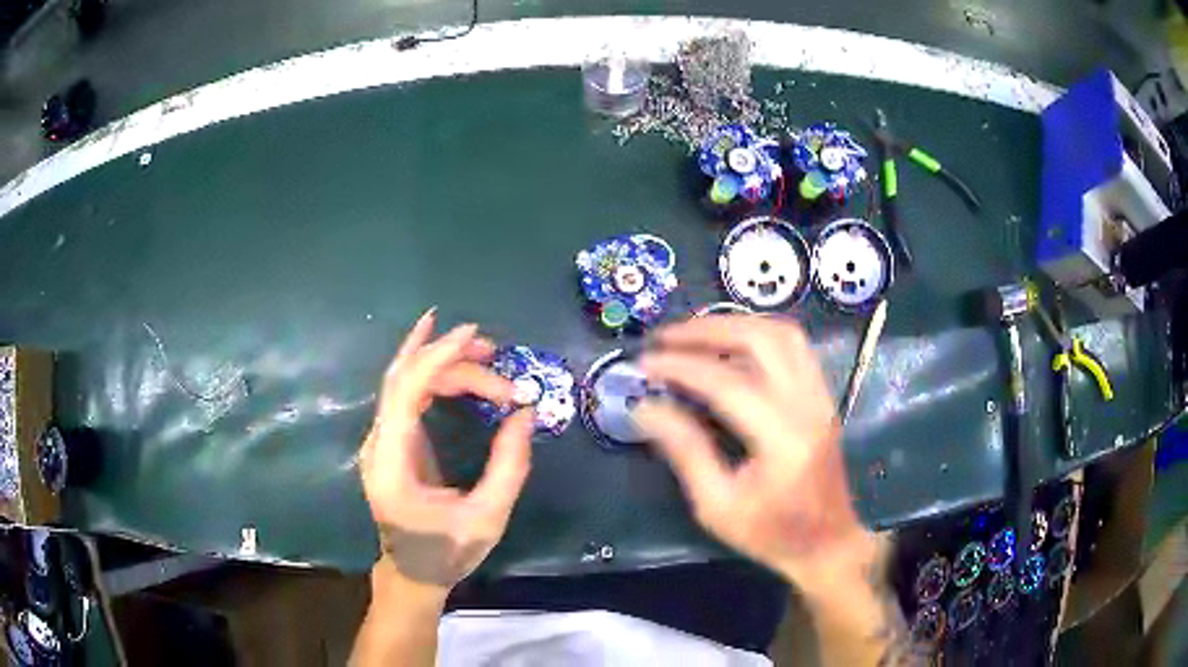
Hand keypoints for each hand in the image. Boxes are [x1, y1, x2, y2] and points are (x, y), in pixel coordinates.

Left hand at [359, 308, 533, 592]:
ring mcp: (380, 441)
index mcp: (391, 465)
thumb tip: (526, 413)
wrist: (412, 573)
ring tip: (485, 354)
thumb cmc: (447, 552)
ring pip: (403, 381)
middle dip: (450, 360)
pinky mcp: (392, 441)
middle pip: (405, 380)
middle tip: (497, 358)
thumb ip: (509, 466)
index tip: (472, 337)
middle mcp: (377, 445)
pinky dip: (430, 370)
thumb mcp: (488, 518)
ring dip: (442, 361)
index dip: (436, 357)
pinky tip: (448, 354)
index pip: (405, 392)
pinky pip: (406, 393)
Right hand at [635, 315, 876, 598]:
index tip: (645, 363)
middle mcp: (808, 406)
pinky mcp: (823, 396)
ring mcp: (821, 396)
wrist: (828, 544)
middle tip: (666, 338)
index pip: (728, 383)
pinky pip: (793, 346)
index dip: (681, 367)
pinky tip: (730, 346)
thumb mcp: (717, 506)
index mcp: (783, 439)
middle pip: (761, 340)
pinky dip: (758, 334)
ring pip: (782, 333)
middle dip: (708, 330)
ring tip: (694, 335)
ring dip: (735, 324)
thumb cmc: (771, 534)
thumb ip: (685, 452)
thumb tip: (646, 408)